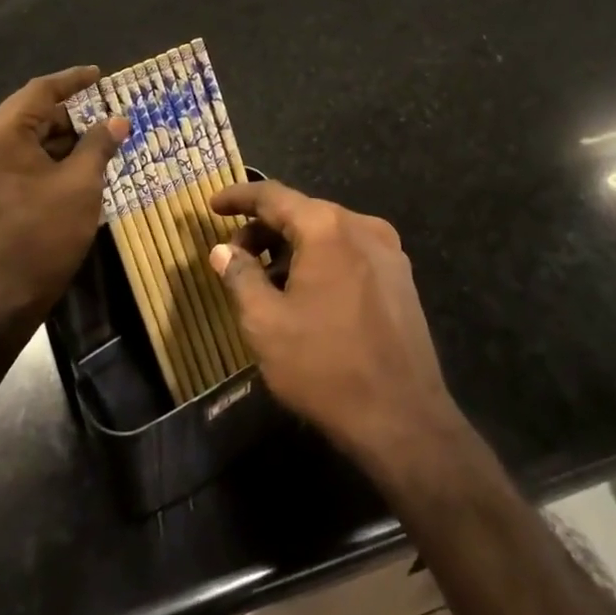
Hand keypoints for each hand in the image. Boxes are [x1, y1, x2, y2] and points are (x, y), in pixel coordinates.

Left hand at [0, 66, 125, 339]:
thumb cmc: (42, 238)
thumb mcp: (81, 186)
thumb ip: (99, 144)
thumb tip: (117, 121)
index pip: (40, 91)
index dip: (73, 81)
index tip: (98, 75)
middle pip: (26, 115)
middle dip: (67, 118)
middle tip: (103, 121)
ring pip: (16, 139)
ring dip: (52, 141)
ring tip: (90, 147)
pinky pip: (5, 160)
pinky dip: (34, 160)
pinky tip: (64, 170)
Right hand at [208, 179, 462, 472]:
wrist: (402, 417)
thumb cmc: (324, 366)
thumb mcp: (266, 323)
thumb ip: (240, 277)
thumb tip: (223, 250)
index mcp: (327, 227)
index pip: (273, 196)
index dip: (239, 198)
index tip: (212, 205)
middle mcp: (362, 225)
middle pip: (303, 212)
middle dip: (264, 229)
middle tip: (235, 256)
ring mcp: (388, 250)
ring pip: (328, 234)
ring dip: (293, 248)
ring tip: (267, 281)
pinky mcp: (401, 277)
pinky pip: (350, 253)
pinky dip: (321, 260)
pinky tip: (305, 293)